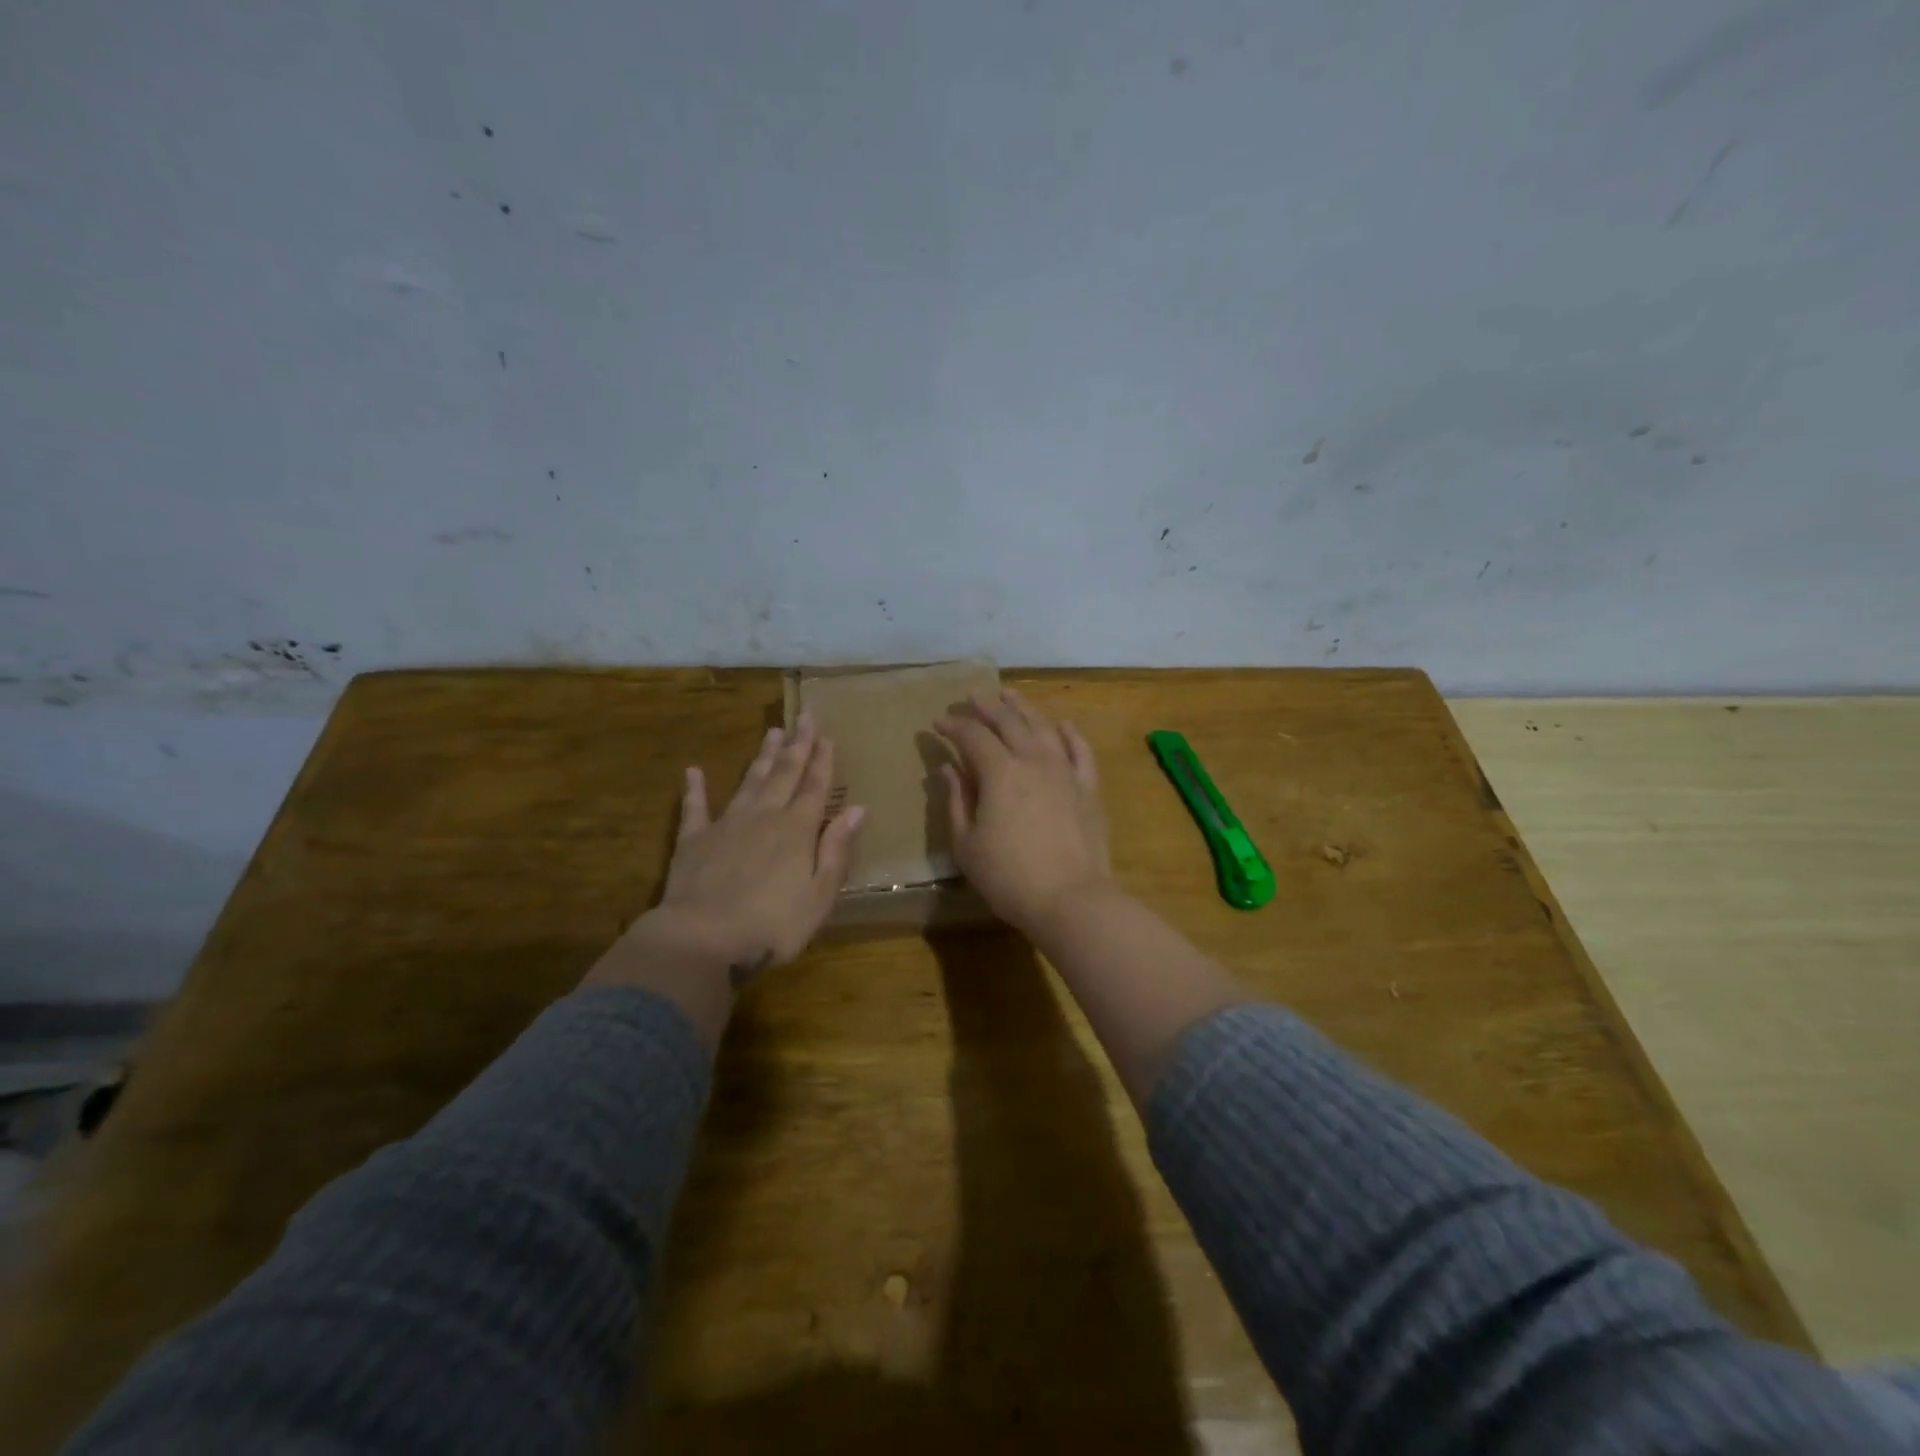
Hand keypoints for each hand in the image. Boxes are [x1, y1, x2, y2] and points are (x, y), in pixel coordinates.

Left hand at [595, 715, 864, 996]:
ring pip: (749, 782)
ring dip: (762, 757)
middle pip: (785, 774)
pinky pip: (695, 808)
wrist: (702, 939)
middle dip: (797, 744)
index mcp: (797, 830)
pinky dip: (694, 789)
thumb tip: (856, 809)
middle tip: (804, 715)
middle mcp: (764, 816)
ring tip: (772, 732)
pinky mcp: (693, 841)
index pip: (815, 786)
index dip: (822, 760)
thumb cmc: (772, 925)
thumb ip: (837, 849)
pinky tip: (693, 771)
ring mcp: (726, 825)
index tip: (827, 734)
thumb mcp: (820, 894)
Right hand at [936, 688, 1113, 934]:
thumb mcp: (967, 844)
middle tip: (972, 697)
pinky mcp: (1088, 788)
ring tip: (1009, 695)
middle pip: (1009, 722)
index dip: (953, 726)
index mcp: (999, 772)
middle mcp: (1033, 760)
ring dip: (1023, 708)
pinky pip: (1080, 751)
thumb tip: (947, 769)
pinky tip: (1062, 725)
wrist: (1071, 899)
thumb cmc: (1009, 877)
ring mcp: (1065, 771)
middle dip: (987, 707)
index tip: (938, 722)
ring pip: (1043, 727)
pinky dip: (1069, 734)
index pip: (972, 736)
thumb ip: (956, 801)